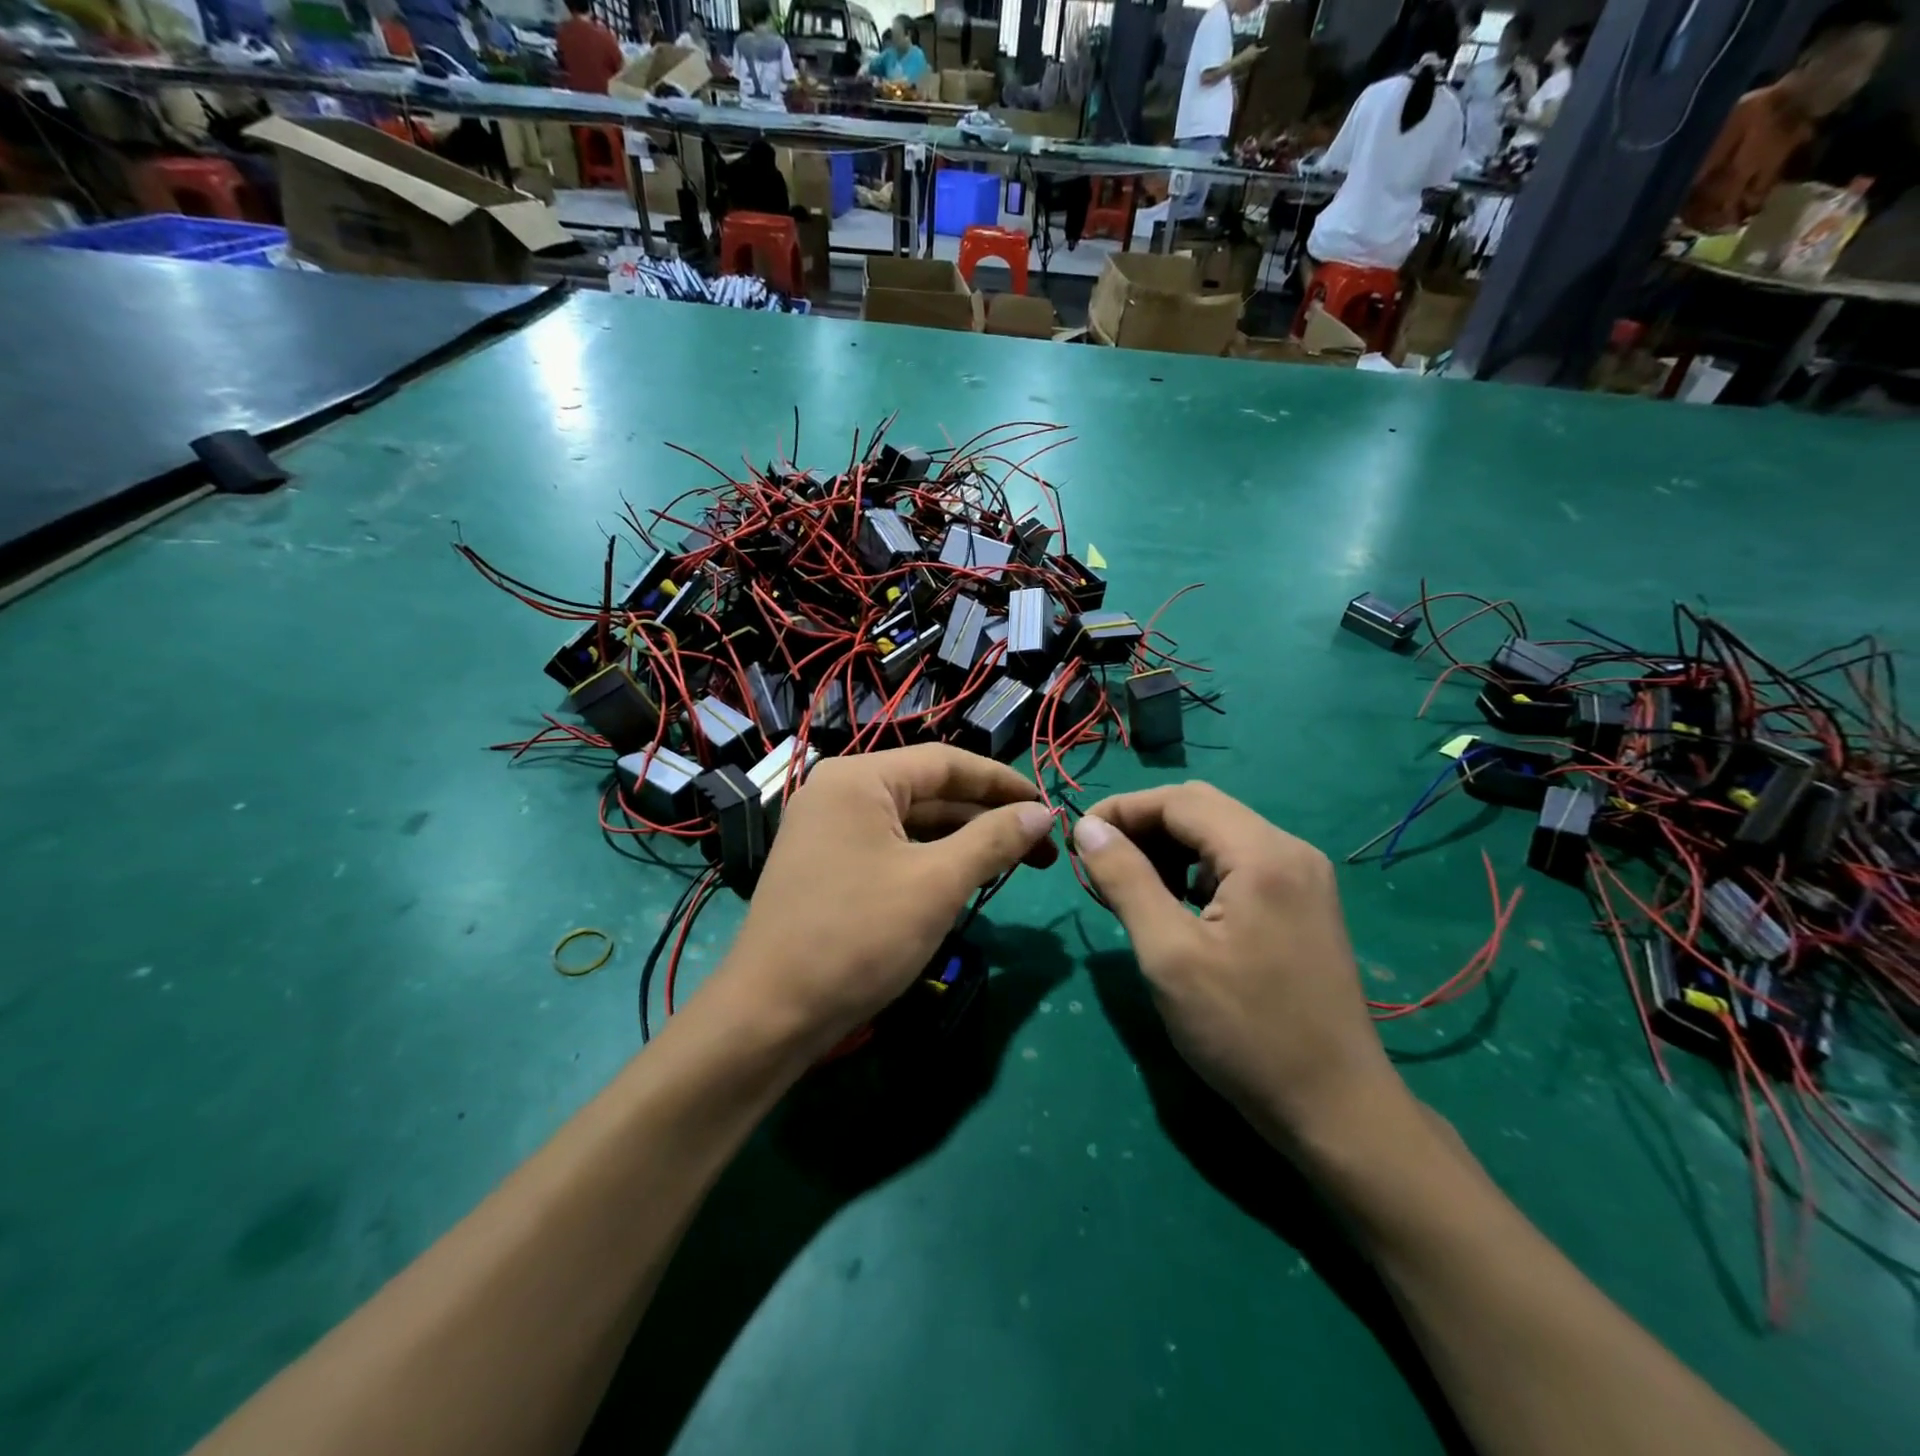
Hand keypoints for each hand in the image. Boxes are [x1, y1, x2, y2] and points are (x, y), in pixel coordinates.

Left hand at [710, 746, 1056, 1057]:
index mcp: (859, 778)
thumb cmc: (858, 936)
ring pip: (911, 822)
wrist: (771, 1015)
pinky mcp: (826, 865)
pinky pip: (890, 848)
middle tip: (1040, 846)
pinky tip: (964, 878)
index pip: (945, 762)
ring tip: (1012, 862)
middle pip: (928, 791)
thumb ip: (994, 839)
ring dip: (962, 840)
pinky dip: (930, 859)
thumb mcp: (937, 883)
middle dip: (986, 817)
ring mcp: (827, 829)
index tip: (1048, 805)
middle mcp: (838, 792)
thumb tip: (1042, 811)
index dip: (1002, 782)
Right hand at [1072, 783, 1399, 1146]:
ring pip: (1219, 836)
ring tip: (1128, 885)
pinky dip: (1195, 871)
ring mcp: (1302, 878)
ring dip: (1167, 848)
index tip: (1077, 838)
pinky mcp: (1302, 904)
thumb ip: (1126, 880)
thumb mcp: (1169, 954)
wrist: (1335, 1110)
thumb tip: (1088, 828)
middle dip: (1143, 826)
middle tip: (1098, 862)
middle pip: (1201, 809)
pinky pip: (1238, 864)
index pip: (1179, 800)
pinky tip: (1173, 904)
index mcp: (1263, 854)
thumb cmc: (1245, 1032)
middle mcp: (1290, 850)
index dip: (1122, 809)